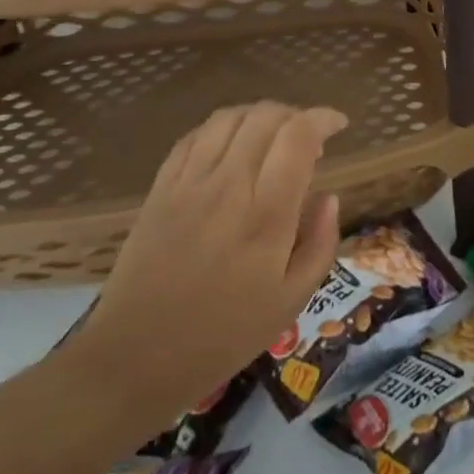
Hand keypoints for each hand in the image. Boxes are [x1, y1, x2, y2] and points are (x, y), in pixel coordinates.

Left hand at [66, 102, 347, 416]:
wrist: (134, 360)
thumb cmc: (224, 335)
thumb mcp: (293, 299)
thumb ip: (320, 241)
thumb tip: (328, 196)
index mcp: (267, 214)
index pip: (298, 136)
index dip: (323, 118)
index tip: (338, 125)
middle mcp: (228, 187)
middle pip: (265, 116)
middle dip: (296, 114)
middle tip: (309, 137)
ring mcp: (188, 185)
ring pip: (228, 118)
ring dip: (259, 115)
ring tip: (273, 136)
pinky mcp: (159, 191)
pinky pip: (193, 137)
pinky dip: (221, 128)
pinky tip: (232, 146)